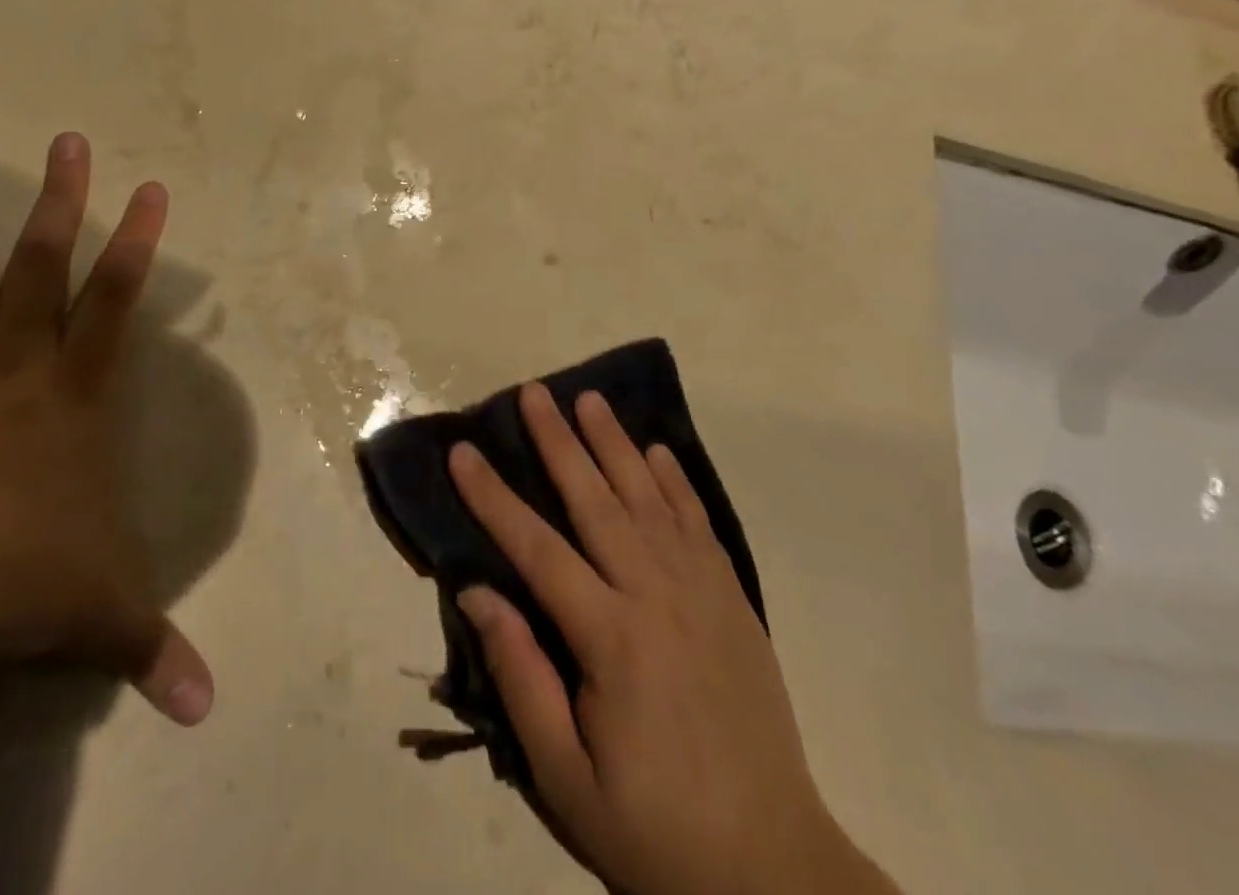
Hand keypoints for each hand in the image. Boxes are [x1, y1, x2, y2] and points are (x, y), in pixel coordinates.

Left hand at [0, 133, 211, 725]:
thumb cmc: (3, 578)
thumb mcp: (93, 614)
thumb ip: (149, 649)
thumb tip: (208, 712)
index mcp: (68, 396)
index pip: (116, 303)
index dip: (139, 245)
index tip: (152, 188)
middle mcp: (10, 365)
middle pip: (43, 266)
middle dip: (61, 200)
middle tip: (67, 139)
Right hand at [448, 385, 894, 894]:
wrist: (774, 871)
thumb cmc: (654, 830)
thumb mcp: (567, 779)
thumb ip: (521, 677)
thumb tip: (479, 591)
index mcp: (611, 639)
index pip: (537, 548)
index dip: (494, 496)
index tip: (463, 450)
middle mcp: (656, 596)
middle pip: (597, 500)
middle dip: (559, 442)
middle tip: (533, 392)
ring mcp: (702, 593)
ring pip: (649, 498)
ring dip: (615, 444)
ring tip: (589, 399)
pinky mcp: (734, 602)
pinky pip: (699, 524)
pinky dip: (677, 482)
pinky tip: (657, 452)